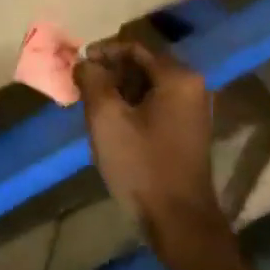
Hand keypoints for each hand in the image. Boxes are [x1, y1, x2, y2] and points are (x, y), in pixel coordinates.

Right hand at [74, 39, 228, 268]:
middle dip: (109, 73)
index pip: (133, 48)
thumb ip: (92, 80)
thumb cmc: (141, 164)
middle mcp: (192, 87)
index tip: (76, 65)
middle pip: (142, 66)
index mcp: (177, 77)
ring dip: (118, 91)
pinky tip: (111, 124)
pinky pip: (155, 106)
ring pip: (147, 87)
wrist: (179, 221)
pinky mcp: (187, 132)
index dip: (102, 52)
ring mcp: (192, 111)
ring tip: (90, 106)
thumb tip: (84, 62)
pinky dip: (132, 107)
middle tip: (80, 87)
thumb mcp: (106, 117)